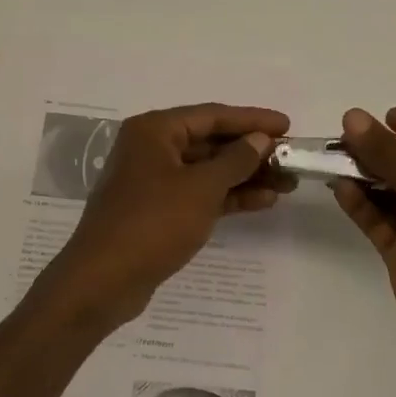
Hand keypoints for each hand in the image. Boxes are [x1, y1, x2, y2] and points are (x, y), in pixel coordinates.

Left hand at [41, 103, 292, 333]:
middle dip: (252, 152)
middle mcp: (151, 148)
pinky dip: (228, 196)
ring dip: (245, 176)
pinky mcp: (157, 210)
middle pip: (211, 142)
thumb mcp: (201, 188)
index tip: (288, 125)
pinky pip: (199, 194)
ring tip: (286, 184)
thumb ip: (235, 160)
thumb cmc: (152, 223)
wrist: (104, 281)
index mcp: (154, 130)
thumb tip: (259, 140)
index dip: (252, 120)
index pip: (212, 115)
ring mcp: (153, 181)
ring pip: (207, 170)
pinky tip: (262, 202)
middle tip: (291, 159)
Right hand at [332, 107, 395, 370]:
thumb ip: (388, 154)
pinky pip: (377, 220)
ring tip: (333, 158)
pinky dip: (359, 204)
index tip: (384, 116)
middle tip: (345, 137)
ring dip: (364, 175)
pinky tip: (338, 187)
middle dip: (380, 151)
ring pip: (390, 192)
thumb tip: (353, 116)